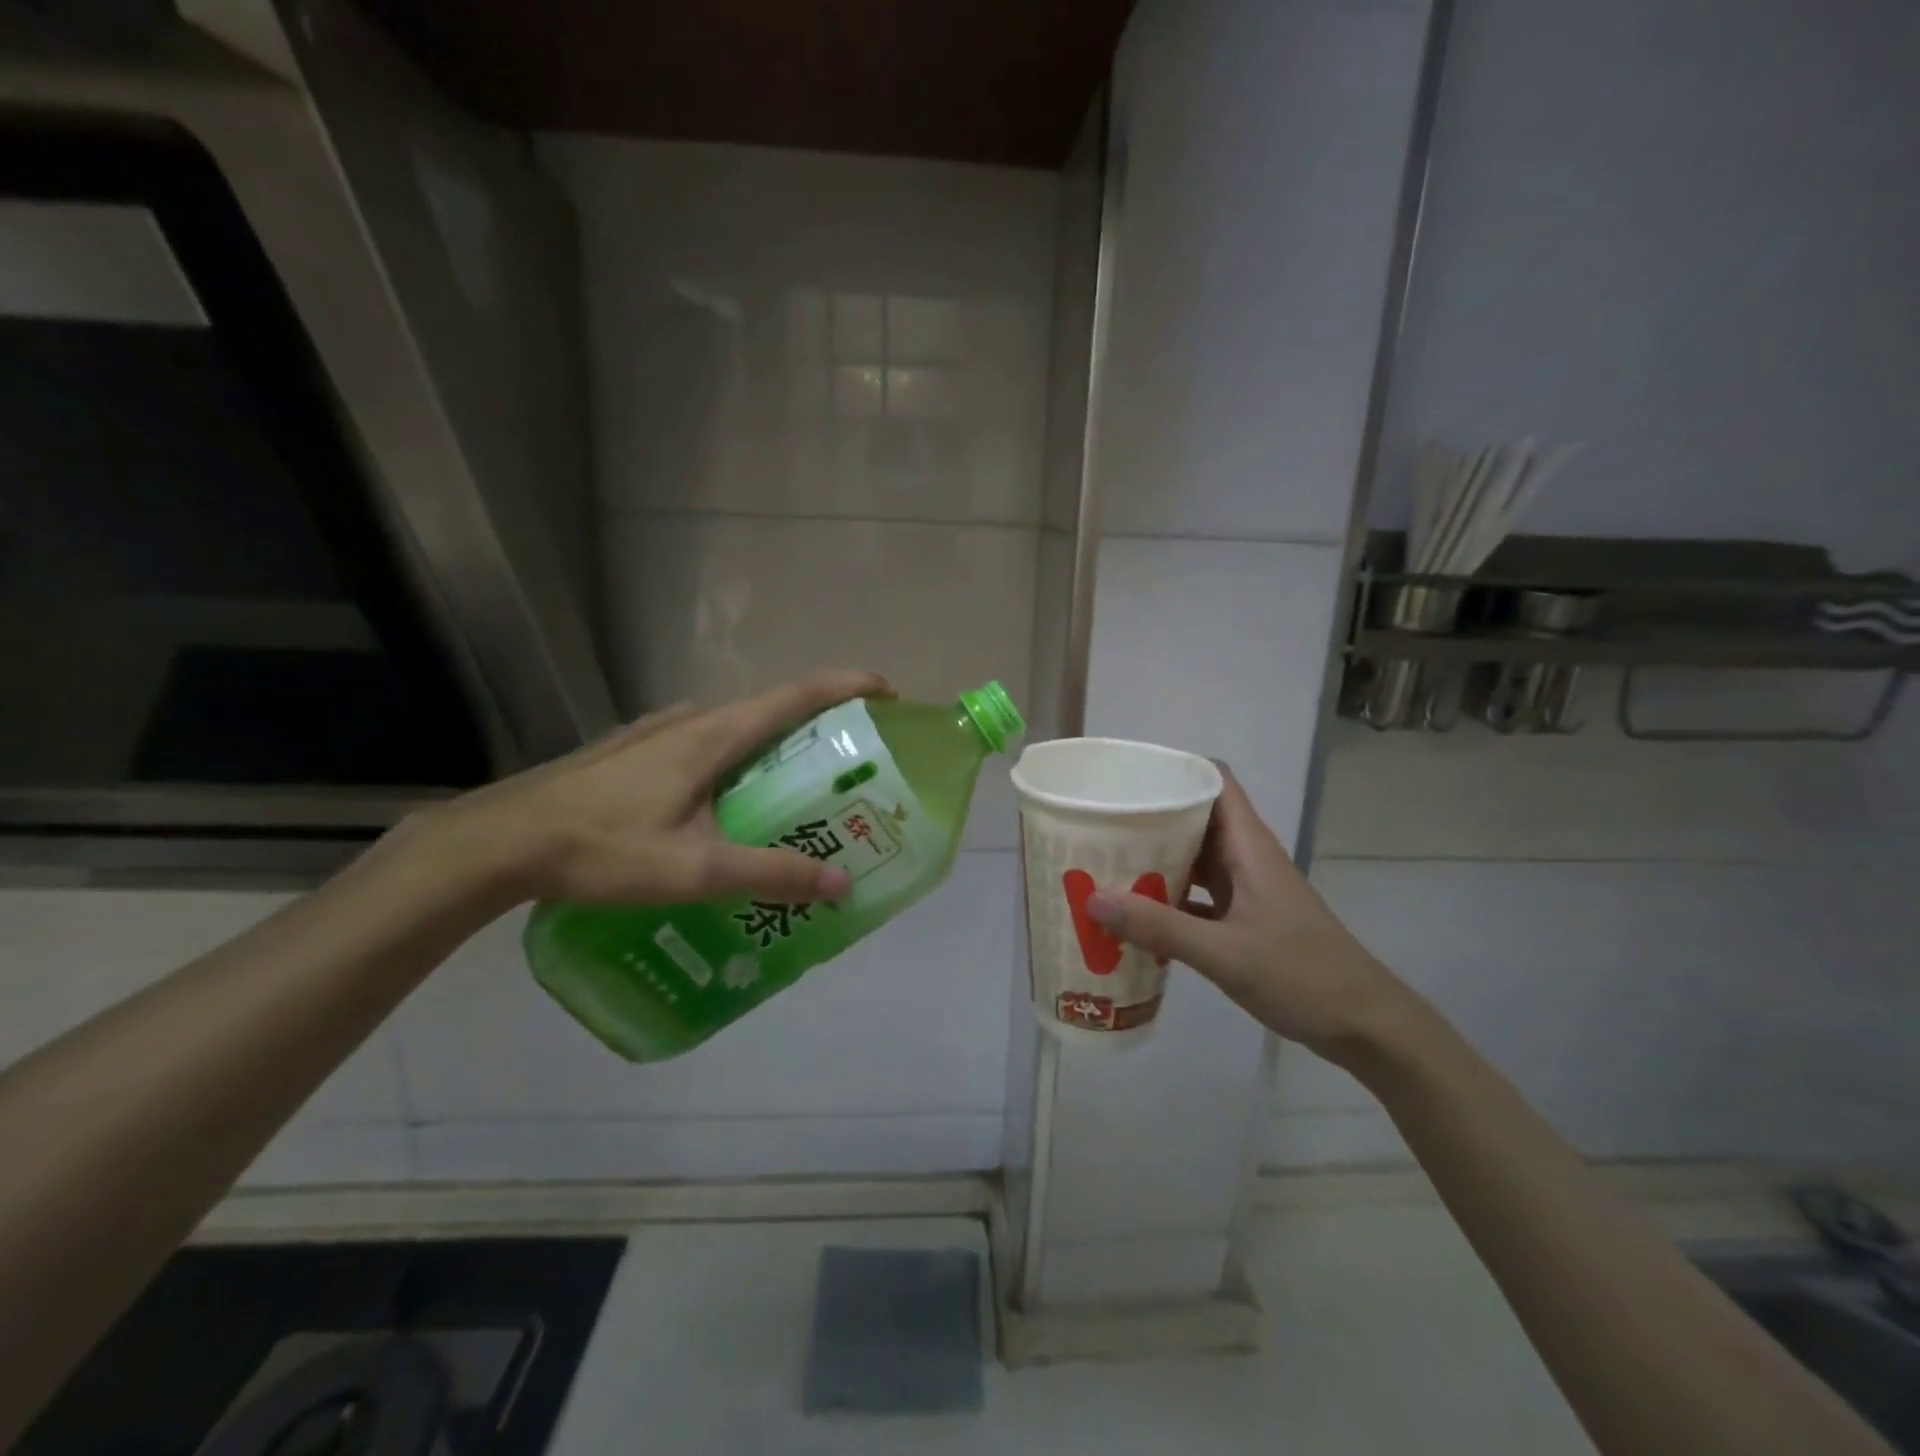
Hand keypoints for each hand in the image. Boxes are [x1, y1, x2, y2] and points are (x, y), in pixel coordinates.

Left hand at [427, 670, 891, 907]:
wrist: (500, 843)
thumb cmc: (601, 848)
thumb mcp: (694, 870)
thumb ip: (770, 874)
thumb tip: (840, 885)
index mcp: (714, 735)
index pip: (798, 696)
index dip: (849, 686)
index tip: (888, 693)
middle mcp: (691, 721)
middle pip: (772, 713)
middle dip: (819, 730)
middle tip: (850, 769)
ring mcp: (657, 732)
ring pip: (736, 733)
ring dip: (775, 751)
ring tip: (796, 795)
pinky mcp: (635, 751)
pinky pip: (705, 747)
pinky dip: (737, 764)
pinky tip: (727, 809)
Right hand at [1085, 766, 1410, 1062]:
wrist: (1365, 1026)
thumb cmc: (1303, 976)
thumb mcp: (1226, 953)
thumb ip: (1160, 927)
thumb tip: (1092, 899)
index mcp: (1249, 847)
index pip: (1214, 781)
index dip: (1175, 770)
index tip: (1127, 778)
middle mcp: (1246, 859)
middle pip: (1195, 818)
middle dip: (1149, 818)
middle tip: (1099, 825)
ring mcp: (1247, 890)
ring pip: (1194, 859)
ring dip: (1155, 860)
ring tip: (1105, 864)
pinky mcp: (1244, 920)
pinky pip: (1197, 897)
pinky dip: (1168, 900)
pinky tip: (1135, 916)